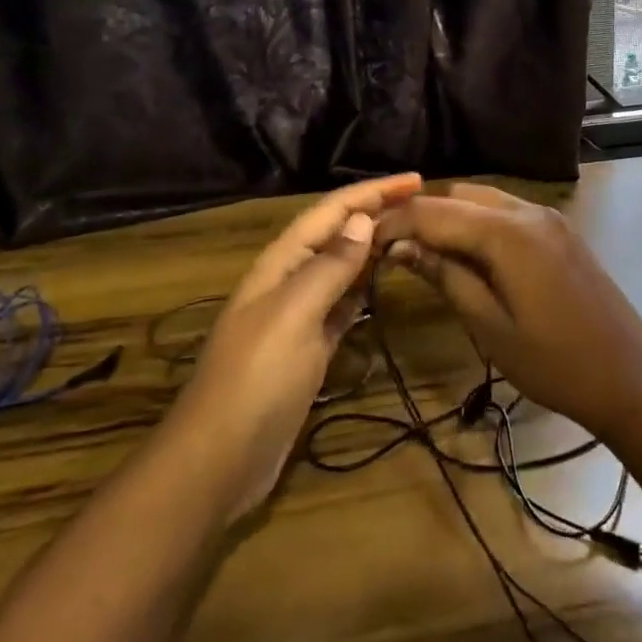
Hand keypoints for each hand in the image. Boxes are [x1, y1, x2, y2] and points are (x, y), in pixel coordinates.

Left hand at [175, 172, 421, 520]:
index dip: (373, 191)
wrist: (218, 461)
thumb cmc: (256, 379)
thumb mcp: (293, 315)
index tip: (417, 179)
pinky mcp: (307, 349)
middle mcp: (289, 281)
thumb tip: (363, 220)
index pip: (332, 211)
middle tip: (423, 205)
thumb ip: (329, 267)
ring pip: (340, 268)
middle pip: (337, 234)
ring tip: (411, 233)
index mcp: (281, 263)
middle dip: (375, 212)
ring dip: (372, 247)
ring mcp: (297, 317)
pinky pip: (341, 305)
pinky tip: (382, 285)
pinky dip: (362, 289)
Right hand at [374, 184, 641, 438]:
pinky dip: (478, 223)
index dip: (395, 222)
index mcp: (508, 233)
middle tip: (389, 248)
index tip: (363, 240)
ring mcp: (549, 218)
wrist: (630, 377)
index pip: (435, 212)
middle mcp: (529, 211)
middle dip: (421, 215)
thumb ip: (446, 277)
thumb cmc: (555, 363)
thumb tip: (401, 247)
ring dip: (449, 217)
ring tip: (420, 251)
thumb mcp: (490, 326)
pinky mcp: (560, 231)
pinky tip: (464, 253)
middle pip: (459, 196)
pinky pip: (507, 212)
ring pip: (483, 200)